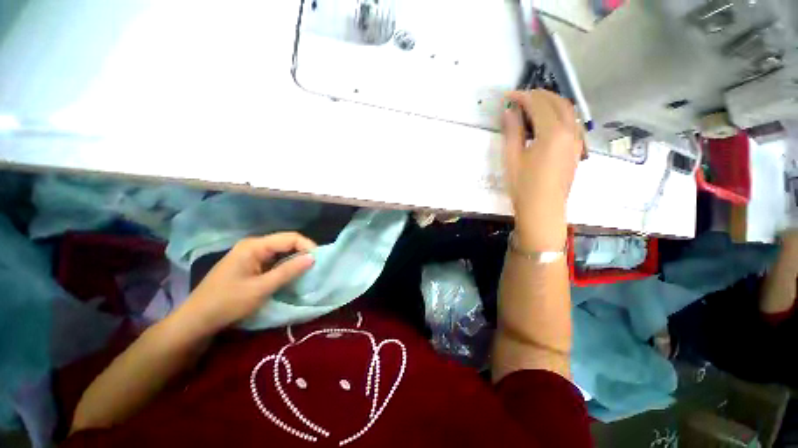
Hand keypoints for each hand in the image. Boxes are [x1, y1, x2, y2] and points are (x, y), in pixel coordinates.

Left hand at [175, 232, 316, 334]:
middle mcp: (254, 246)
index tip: (319, 261)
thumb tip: (313, 258)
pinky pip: (274, 261)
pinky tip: (292, 275)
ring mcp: (251, 255)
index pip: (290, 238)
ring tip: (308, 271)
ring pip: (281, 252)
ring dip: (295, 260)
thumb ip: (288, 271)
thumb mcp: (261, 288)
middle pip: (286, 242)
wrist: (197, 321)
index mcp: (255, 246)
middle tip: (316, 267)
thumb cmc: (228, 303)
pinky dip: (285, 267)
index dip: (308, 246)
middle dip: (303, 253)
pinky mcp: (250, 265)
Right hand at [502, 90, 582, 251]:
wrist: (543, 209)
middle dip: (538, 95)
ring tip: (531, 107)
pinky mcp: (576, 149)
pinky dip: (558, 115)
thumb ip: (513, 131)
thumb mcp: (512, 158)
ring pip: (568, 110)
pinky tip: (545, 123)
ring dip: (550, 102)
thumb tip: (509, 110)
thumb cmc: (524, 186)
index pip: (538, 104)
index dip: (522, 97)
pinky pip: (571, 123)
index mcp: (553, 132)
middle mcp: (570, 131)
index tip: (507, 96)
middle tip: (519, 98)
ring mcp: (577, 140)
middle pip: (557, 102)